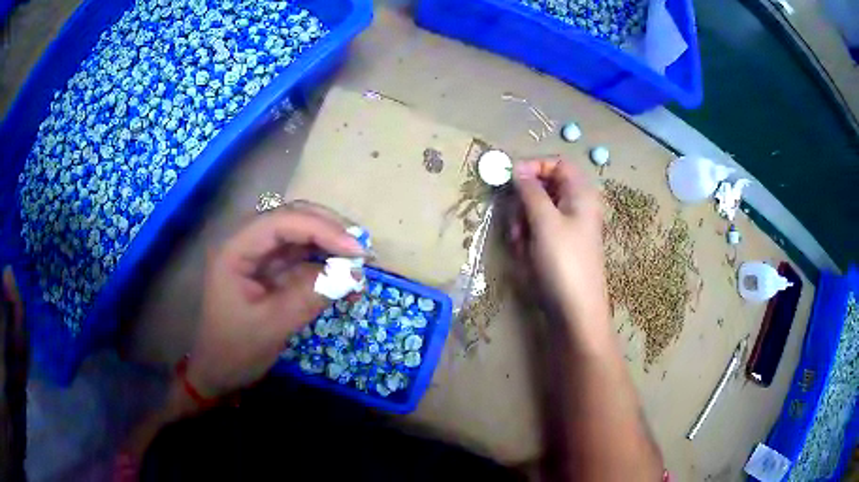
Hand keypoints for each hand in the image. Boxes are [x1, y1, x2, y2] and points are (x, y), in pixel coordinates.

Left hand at [186, 204, 366, 398]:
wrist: (219, 372)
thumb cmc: (235, 350)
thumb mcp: (271, 326)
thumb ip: (309, 297)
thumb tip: (353, 275)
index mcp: (236, 249)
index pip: (282, 222)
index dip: (321, 229)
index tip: (356, 250)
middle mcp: (248, 243)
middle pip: (293, 219)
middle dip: (330, 230)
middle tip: (363, 251)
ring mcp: (261, 257)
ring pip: (302, 236)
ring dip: (331, 247)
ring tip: (360, 266)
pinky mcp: (273, 272)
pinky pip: (303, 260)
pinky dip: (327, 267)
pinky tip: (345, 282)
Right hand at [508, 159, 609, 332]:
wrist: (576, 313)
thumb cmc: (564, 263)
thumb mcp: (545, 222)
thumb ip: (529, 190)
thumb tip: (516, 167)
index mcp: (581, 194)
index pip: (558, 164)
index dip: (534, 166)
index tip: (510, 178)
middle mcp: (576, 207)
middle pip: (544, 187)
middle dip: (524, 202)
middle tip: (516, 222)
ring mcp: (568, 228)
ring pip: (536, 211)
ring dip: (522, 223)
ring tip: (520, 245)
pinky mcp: (559, 247)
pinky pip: (538, 231)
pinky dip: (527, 239)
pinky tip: (525, 256)